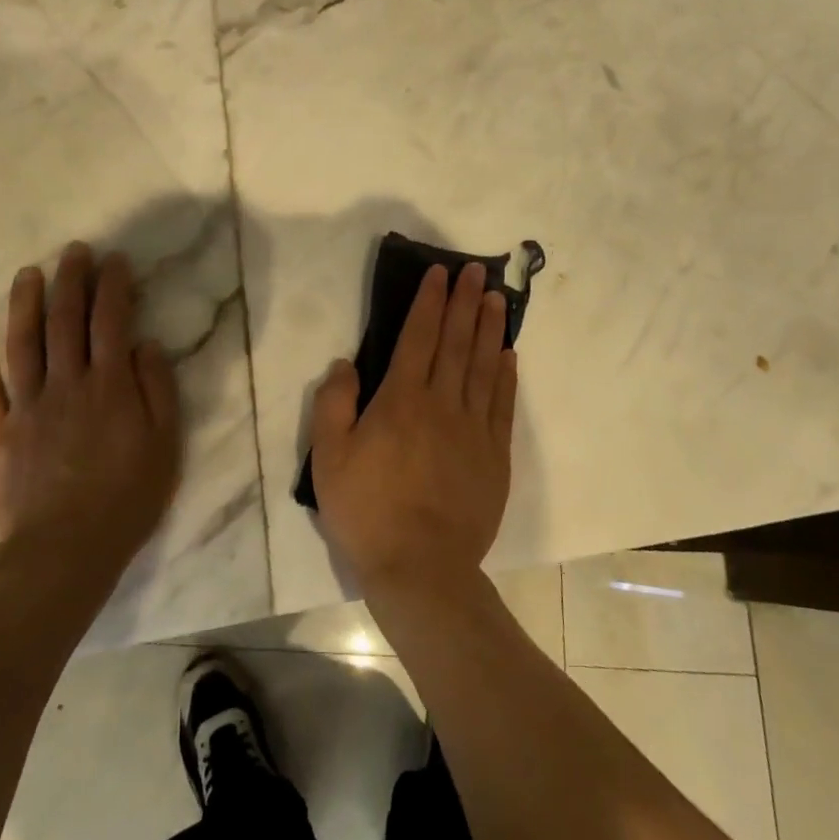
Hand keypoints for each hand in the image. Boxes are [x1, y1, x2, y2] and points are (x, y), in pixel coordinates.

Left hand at [0, 244, 181, 580]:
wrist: (63, 554)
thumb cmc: (125, 500)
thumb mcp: (165, 445)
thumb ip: (157, 389)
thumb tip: (145, 343)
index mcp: (109, 385)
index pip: (111, 320)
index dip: (113, 286)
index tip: (115, 260)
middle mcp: (66, 383)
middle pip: (65, 320)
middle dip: (71, 280)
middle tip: (74, 252)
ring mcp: (26, 406)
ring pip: (23, 342)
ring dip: (26, 302)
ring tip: (29, 272)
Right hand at [309, 262, 517, 600]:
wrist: (421, 569)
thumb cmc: (368, 511)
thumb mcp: (329, 459)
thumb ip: (334, 404)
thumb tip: (346, 363)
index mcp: (401, 400)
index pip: (418, 337)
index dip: (428, 302)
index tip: (439, 274)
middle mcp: (442, 403)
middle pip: (455, 342)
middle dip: (463, 302)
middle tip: (474, 271)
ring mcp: (473, 428)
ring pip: (483, 366)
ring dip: (489, 328)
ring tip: (495, 298)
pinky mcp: (495, 455)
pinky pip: (502, 404)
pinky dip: (506, 375)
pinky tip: (509, 354)